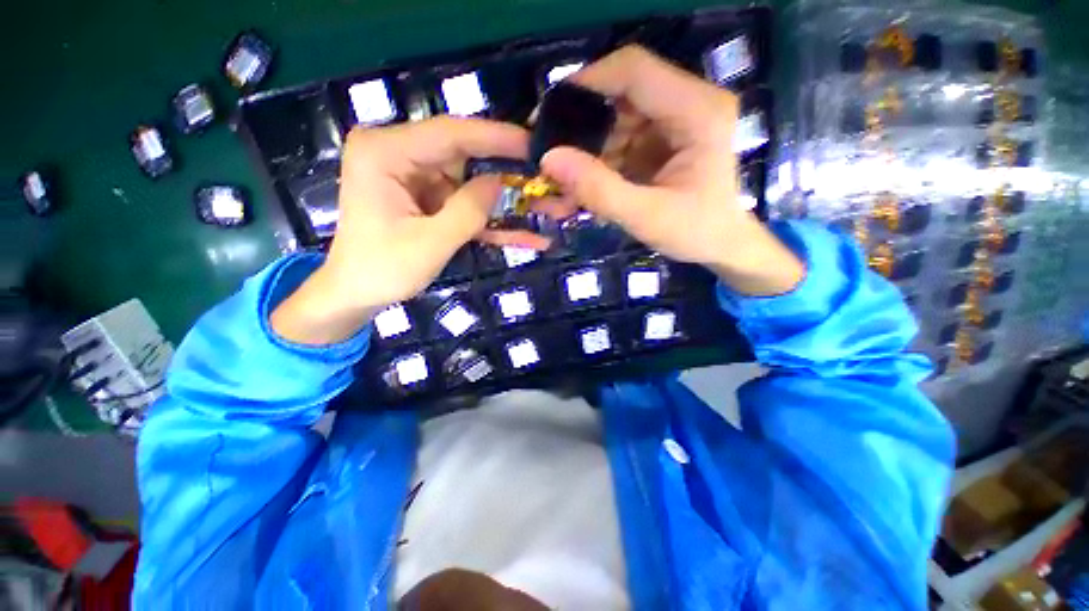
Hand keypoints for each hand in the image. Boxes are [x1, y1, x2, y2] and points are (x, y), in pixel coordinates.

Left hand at [272, 117, 532, 344]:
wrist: (356, 292)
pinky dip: (490, 218)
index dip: (496, 137)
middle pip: (464, 154)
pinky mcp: (427, 196)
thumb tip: (500, 181)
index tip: (534, 143)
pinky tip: (522, 232)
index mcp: (385, 153)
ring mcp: (415, 176)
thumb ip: (468, 212)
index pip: (450, 133)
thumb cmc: (382, 271)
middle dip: (506, 169)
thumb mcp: (429, 245)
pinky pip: (465, 201)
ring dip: (504, 199)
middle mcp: (399, 153)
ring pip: (471, 180)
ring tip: (543, 207)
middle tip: (544, 176)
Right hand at [540, 46, 803, 295]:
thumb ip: (598, 189)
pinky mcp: (666, 139)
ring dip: (589, 149)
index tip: (547, 115)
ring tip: (567, 184)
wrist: (723, 245)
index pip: (634, 71)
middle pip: (622, 94)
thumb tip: (549, 159)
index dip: (586, 83)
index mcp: (698, 112)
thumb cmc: (696, 233)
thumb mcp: (645, 216)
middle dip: (582, 127)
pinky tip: (587, 185)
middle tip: (551, 157)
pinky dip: (601, 160)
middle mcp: (690, 103)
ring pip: (618, 119)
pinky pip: (623, 138)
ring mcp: (677, 120)